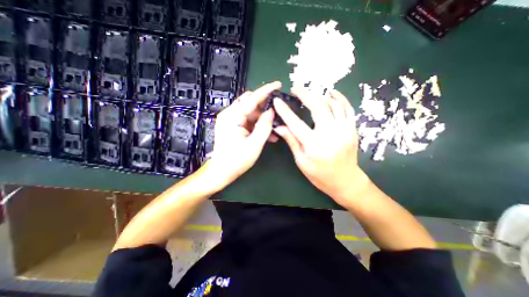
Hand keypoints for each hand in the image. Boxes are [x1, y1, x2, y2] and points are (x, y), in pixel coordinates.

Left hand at [206, 81, 279, 187]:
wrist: (222, 171)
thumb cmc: (237, 160)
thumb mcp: (255, 144)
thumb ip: (265, 126)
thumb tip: (271, 111)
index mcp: (232, 117)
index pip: (251, 99)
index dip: (266, 91)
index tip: (278, 84)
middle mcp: (229, 115)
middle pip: (250, 104)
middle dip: (265, 107)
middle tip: (278, 112)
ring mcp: (230, 120)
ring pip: (251, 113)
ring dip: (263, 119)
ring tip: (275, 128)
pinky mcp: (233, 126)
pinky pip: (248, 121)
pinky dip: (258, 125)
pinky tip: (268, 134)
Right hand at [272, 88, 368, 208]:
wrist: (346, 181)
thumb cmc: (320, 175)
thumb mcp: (301, 161)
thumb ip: (292, 141)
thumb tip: (279, 127)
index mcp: (314, 144)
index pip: (295, 123)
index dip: (285, 111)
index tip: (277, 101)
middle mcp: (330, 134)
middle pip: (317, 106)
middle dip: (305, 94)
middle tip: (295, 89)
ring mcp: (344, 129)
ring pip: (333, 104)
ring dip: (320, 94)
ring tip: (309, 91)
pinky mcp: (352, 129)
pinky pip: (347, 108)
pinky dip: (339, 98)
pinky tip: (332, 93)